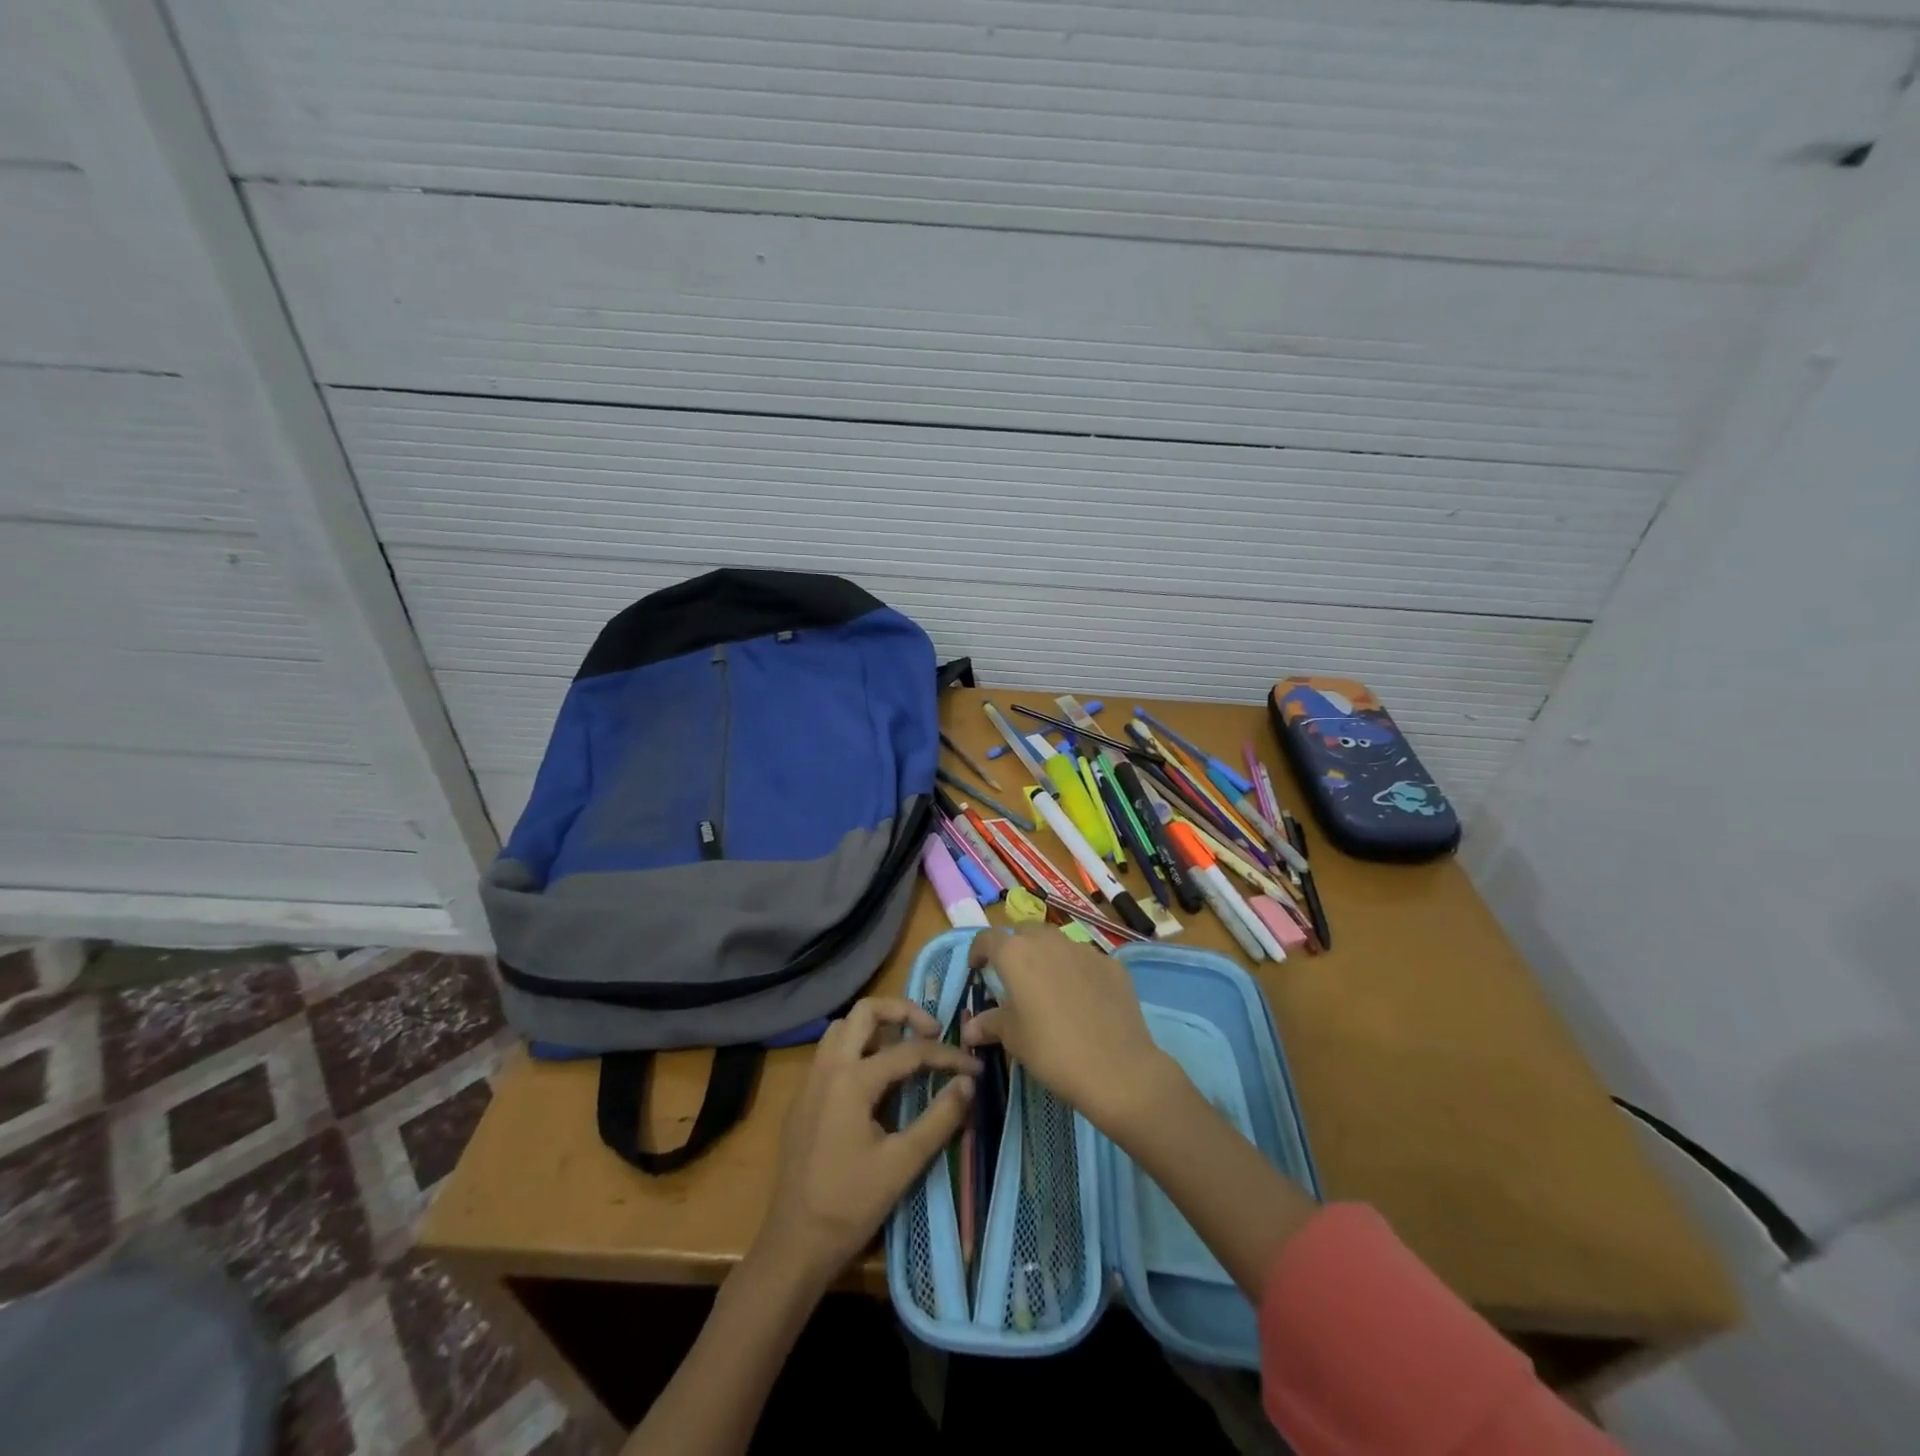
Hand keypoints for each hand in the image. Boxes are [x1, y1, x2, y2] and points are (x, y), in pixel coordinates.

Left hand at [752, 997, 979, 1287]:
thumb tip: (968, 1083)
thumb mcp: (903, 1163)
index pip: (909, 1051)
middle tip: (931, 1032)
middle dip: (902, 1011)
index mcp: (851, 1079)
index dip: (946, 1056)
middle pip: (865, 1011)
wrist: (793, 1245)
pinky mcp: (804, 1098)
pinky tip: (877, 1078)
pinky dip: (858, 1047)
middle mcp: (827, 1067)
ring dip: (876, 1027)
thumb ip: (939, 1118)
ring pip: (844, 1028)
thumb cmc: (849, 1205)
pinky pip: (832, 1052)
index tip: (974, 1067)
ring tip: (906, 1049)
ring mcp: (810, 1081)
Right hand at [962, 925, 1175, 1134]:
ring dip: (1047, 957)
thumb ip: (990, 1023)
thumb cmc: (1052, 1051)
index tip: (977, 968)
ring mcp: (1084, 949)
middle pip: (1024, 932)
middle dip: (1015, 948)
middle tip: (1014, 977)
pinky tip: (1083, 1000)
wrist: (1117, 1068)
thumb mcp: (1013, 1039)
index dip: (978, 951)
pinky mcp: (1111, 964)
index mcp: (1016, 954)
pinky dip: (1077, 971)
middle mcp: (1048, 941)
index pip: (987, 938)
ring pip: (1057, 943)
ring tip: (1049, 988)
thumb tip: (971, 1027)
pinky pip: (1086, 960)